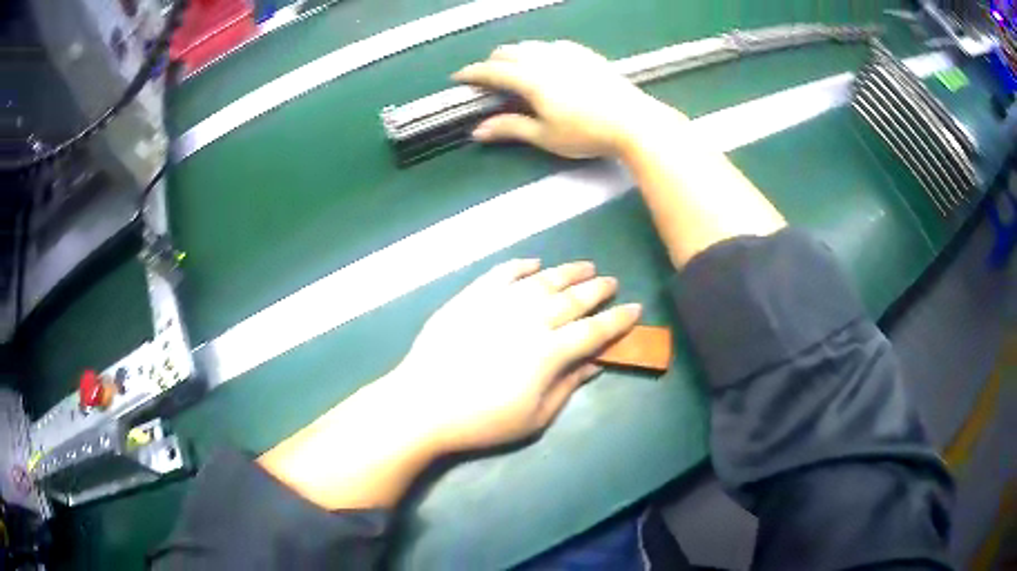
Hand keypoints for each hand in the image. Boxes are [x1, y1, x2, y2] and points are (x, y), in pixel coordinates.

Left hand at [391, 258, 640, 452]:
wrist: (423, 404)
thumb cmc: (482, 420)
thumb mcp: (534, 416)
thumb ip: (568, 385)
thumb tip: (595, 362)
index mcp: (549, 351)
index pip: (594, 330)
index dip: (617, 320)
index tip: (634, 308)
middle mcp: (530, 319)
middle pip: (572, 298)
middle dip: (597, 290)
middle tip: (611, 282)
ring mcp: (499, 303)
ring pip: (542, 280)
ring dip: (567, 272)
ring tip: (585, 267)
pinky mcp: (472, 297)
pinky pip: (502, 274)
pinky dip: (521, 266)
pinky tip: (533, 264)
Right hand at [453, 40, 682, 158]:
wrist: (634, 121)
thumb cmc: (586, 133)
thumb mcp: (545, 135)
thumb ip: (510, 128)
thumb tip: (477, 131)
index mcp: (531, 79)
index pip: (492, 71)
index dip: (472, 73)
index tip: (457, 77)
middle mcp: (545, 59)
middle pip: (509, 51)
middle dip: (492, 61)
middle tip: (487, 76)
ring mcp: (567, 53)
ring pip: (530, 45)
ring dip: (514, 54)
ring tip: (513, 68)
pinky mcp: (586, 54)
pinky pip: (553, 45)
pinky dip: (539, 51)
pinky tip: (546, 60)